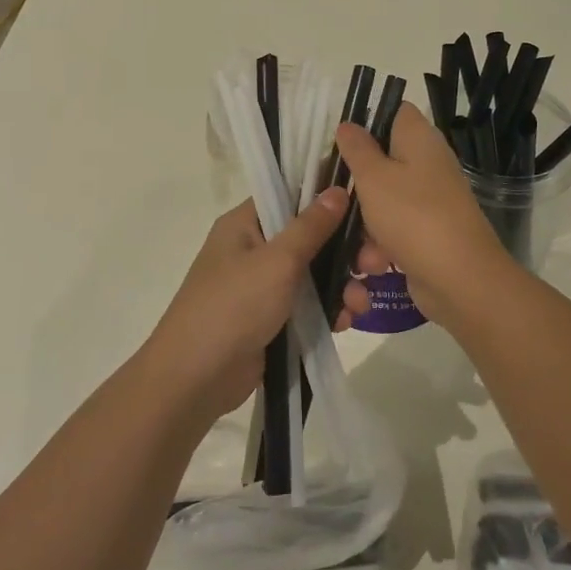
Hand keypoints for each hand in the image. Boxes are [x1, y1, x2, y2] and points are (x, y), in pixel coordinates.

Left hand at [144, 188, 368, 419]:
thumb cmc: (233, 307)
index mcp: (246, 222)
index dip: (328, 196)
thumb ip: (311, 226)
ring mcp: (263, 284)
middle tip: (376, 264)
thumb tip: (338, 189)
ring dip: (342, 284)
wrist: (194, 380)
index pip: (291, 194)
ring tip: (361, 304)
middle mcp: (255, 247)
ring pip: (315, 272)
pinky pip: (309, 303)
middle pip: (311, 235)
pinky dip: (329, 309)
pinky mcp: (272, 318)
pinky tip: (346, 322)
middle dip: (346, 249)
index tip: (366, 204)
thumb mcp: (277, 261)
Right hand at [333, 102, 513, 322]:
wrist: (461, 279)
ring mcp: (432, 199)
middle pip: (385, 160)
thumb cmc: (412, 216)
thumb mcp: (373, 177)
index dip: (368, 121)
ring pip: (386, 199)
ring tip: (359, 243)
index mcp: (419, 139)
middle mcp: (429, 163)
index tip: (342, 144)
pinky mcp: (430, 232)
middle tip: (336, 195)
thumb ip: (357, 149)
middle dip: (358, 182)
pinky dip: (383, 245)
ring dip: (366, 222)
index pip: (395, 112)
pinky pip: (397, 229)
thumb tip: (348, 124)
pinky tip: (375, 265)